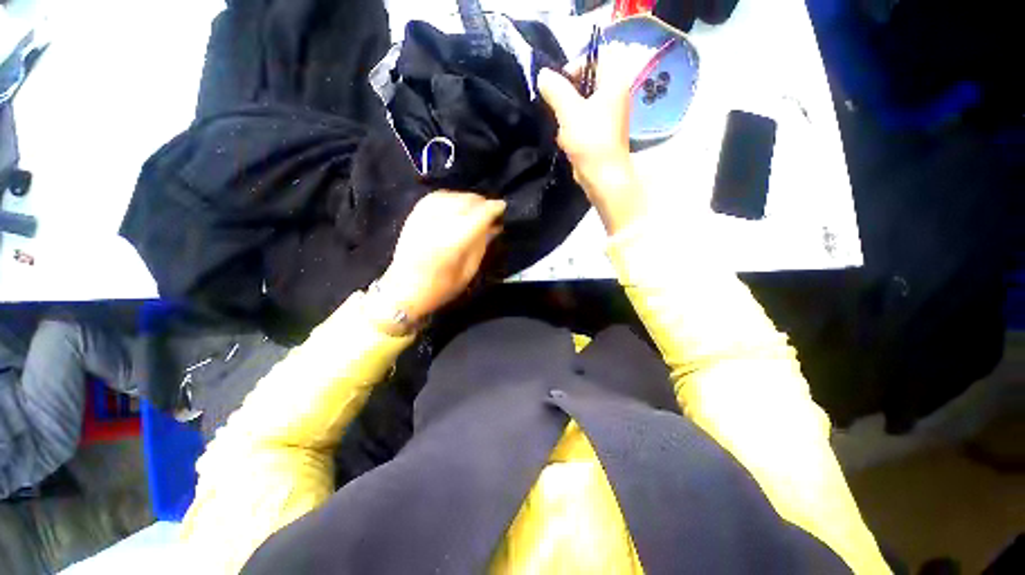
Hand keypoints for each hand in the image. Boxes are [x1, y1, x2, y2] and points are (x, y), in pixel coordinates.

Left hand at [375, 192, 504, 324]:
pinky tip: (456, 205)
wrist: (403, 290)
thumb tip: (494, 227)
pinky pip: (436, 197)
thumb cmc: (441, 288)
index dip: (494, 208)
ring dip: (467, 199)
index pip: (480, 214)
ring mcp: (424, 217)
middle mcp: (440, 223)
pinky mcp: (414, 215)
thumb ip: (482, 245)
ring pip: (452, 196)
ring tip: (475, 208)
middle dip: (482, 203)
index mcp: (455, 240)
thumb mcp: (469, 271)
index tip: (503, 208)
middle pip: (466, 201)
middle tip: (490, 212)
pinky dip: (450, 197)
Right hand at [538, 44, 649, 234]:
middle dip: (568, 91)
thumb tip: (543, 74)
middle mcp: (615, 94)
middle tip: (557, 105)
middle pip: (589, 79)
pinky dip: (572, 125)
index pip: (599, 54)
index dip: (578, 62)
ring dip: (568, 111)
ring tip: (562, 125)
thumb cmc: (590, 140)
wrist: (602, 177)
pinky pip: (583, 119)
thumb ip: (555, 89)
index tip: (562, 81)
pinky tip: (567, 138)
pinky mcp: (601, 131)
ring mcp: (608, 114)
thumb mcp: (569, 111)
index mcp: (614, 81)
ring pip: (583, 101)